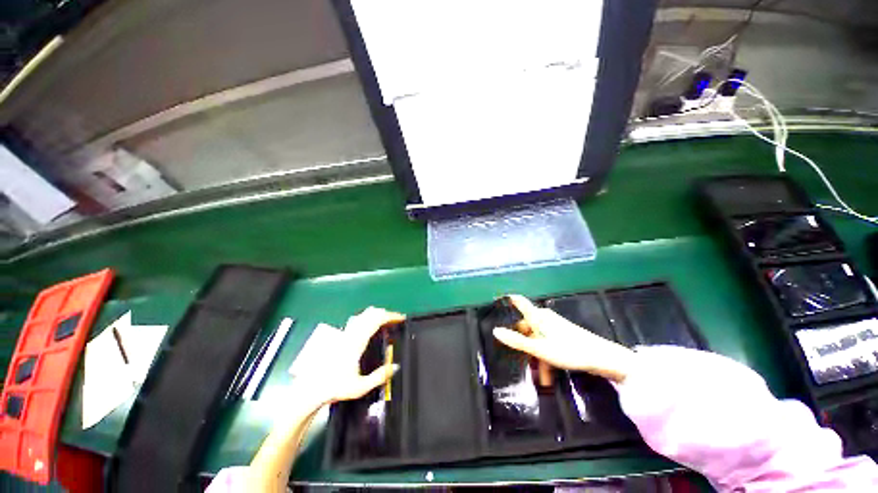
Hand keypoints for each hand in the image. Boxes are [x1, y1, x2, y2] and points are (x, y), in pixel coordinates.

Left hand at [302, 307, 404, 404]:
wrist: (310, 389)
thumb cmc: (335, 387)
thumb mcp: (360, 387)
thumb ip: (379, 376)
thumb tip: (395, 367)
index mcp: (357, 342)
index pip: (377, 320)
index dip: (391, 316)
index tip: (401, 318)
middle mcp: (351, 334)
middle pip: (371, 313)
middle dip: (386, 313)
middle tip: (395, 321)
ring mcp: (344, 333)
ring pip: (363, 314)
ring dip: (376, 314)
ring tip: (384, 322)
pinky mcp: (339, 336)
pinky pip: (356, 320)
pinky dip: (367, 318)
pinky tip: (368, 327)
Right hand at [492, 295, 636, 382]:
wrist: (603, 358)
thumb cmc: (568, 350)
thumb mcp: (540, 349)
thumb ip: (517, 341)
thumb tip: (495, 330)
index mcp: (538, 317)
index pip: (520, 303)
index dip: (510, 300)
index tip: (498, 299)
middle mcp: (544, 319)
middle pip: (527, 327)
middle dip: (523, 345)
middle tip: (518, 360)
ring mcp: (554, 327)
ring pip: (537, 339)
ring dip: (536, 357)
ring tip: (539, 378)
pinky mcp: (563, 336)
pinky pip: (547, 344)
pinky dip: (545, 357)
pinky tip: (548, 376)